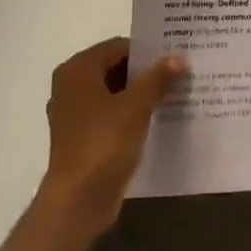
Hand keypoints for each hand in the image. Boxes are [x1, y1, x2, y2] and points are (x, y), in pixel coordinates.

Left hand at [40, 38, 184, 238]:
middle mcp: (71, 86)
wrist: (77, 203)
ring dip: (140, 94)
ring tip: (174, 94)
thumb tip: (178, 57)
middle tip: (179, 74)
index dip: (147, 51)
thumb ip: (157, 78)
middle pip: (115, 68)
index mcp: (78, 70)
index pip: (118, 47)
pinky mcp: (81, 138)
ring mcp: (74, 114)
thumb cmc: (103, 144)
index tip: (175, 56)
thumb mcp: (136, 107)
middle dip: (145, 73)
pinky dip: (130, 115)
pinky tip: (157, 120)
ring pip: (114, 93)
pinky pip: (110, 115)